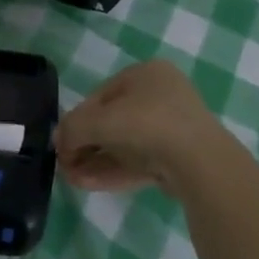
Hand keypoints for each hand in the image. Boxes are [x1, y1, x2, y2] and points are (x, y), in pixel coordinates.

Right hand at [56, 61, 223, 194]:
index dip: (76, 119)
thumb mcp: (97, 121)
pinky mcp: (178, 158)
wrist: (199, 162)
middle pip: (112, 122)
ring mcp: (173, 128)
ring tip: (72, 180)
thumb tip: (59, 141)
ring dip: (95, 161)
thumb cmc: (145, 124)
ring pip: (125, 145)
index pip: (100, 96)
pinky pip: (139, 161)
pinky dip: (113, 171)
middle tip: (66, 164)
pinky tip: (88, 184)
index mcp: (145, 74)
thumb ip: (72, 129)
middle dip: (85, 145)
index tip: (61, 142)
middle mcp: (161, 96)